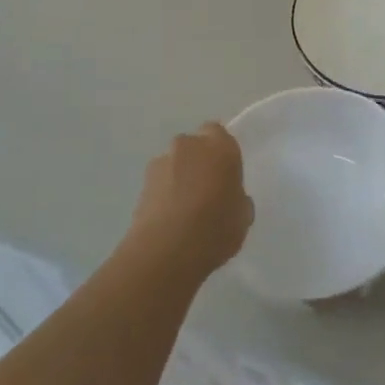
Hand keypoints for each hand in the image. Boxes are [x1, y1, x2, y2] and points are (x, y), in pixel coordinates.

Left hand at [127, 122, 253, 278]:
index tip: (225, 174)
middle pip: (194, 146)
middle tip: (205, 191)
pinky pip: (159, 183)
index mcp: (220, 147)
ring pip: (174, 164)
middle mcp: (189, 146)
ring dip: (178, 178)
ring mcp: (161, 163)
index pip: (218, 133)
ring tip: (183, 211)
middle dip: (198, 162)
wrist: (165, 251)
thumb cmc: (215, 229)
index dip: (220, 151)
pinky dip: (163, 194)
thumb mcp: (242, 217)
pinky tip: (169, 220)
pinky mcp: (141, 183)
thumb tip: (229, 197)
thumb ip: (237, 198)